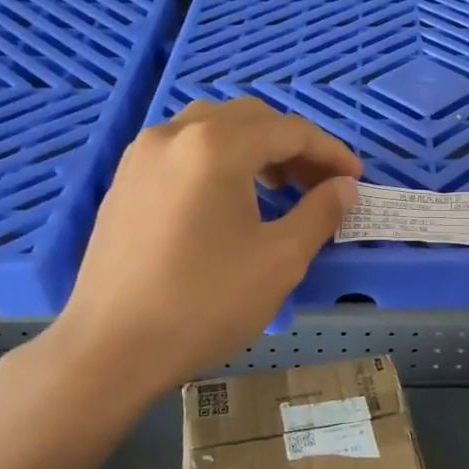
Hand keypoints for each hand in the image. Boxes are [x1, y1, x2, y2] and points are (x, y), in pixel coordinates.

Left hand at [40, 99, 360, 394]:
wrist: (113, 348)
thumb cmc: (205, 303)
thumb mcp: (280, 260)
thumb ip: (320, 213)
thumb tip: (345, 187)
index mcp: (216, 147)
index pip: (290, 131)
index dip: (331, 153)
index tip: (356, 180)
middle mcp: (175, 135)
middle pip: (250, 119)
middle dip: (293, 146)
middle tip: (319, 185)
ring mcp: (141, 155)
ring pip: (212, 128)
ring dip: (254, 148)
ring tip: (277, 188)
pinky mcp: (124, 181)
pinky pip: (183, 150)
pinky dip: (218, 160)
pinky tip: (228, 199)